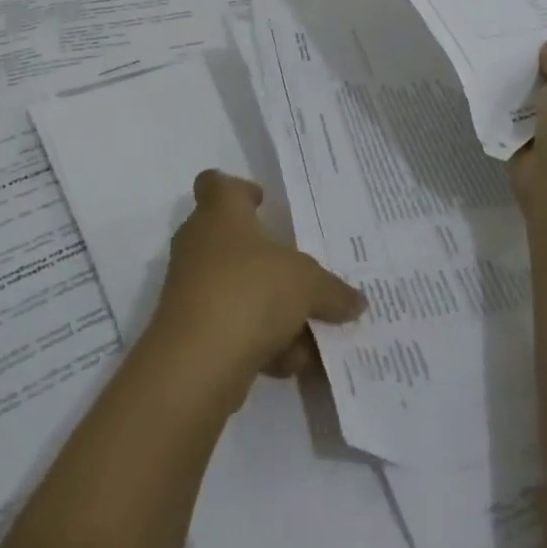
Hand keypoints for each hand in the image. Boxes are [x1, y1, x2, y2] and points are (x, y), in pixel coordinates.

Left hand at [152, 170, 366, 386]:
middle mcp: (199, 243)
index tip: (263, 203)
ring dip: (270, 310)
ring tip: (307, 336)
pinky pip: (232, 327)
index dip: (238, 189)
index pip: (216, 183)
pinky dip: (258, 343)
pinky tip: (287, 364)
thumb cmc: (249, 292)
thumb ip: (332, 290)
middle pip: (233, 239)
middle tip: (303, 275)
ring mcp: (191, 287)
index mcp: (221, 213)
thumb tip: (356, 301)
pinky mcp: (190, 330)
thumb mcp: (307, 284)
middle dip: (268, 261)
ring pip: (237, 289)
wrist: (196, 363)